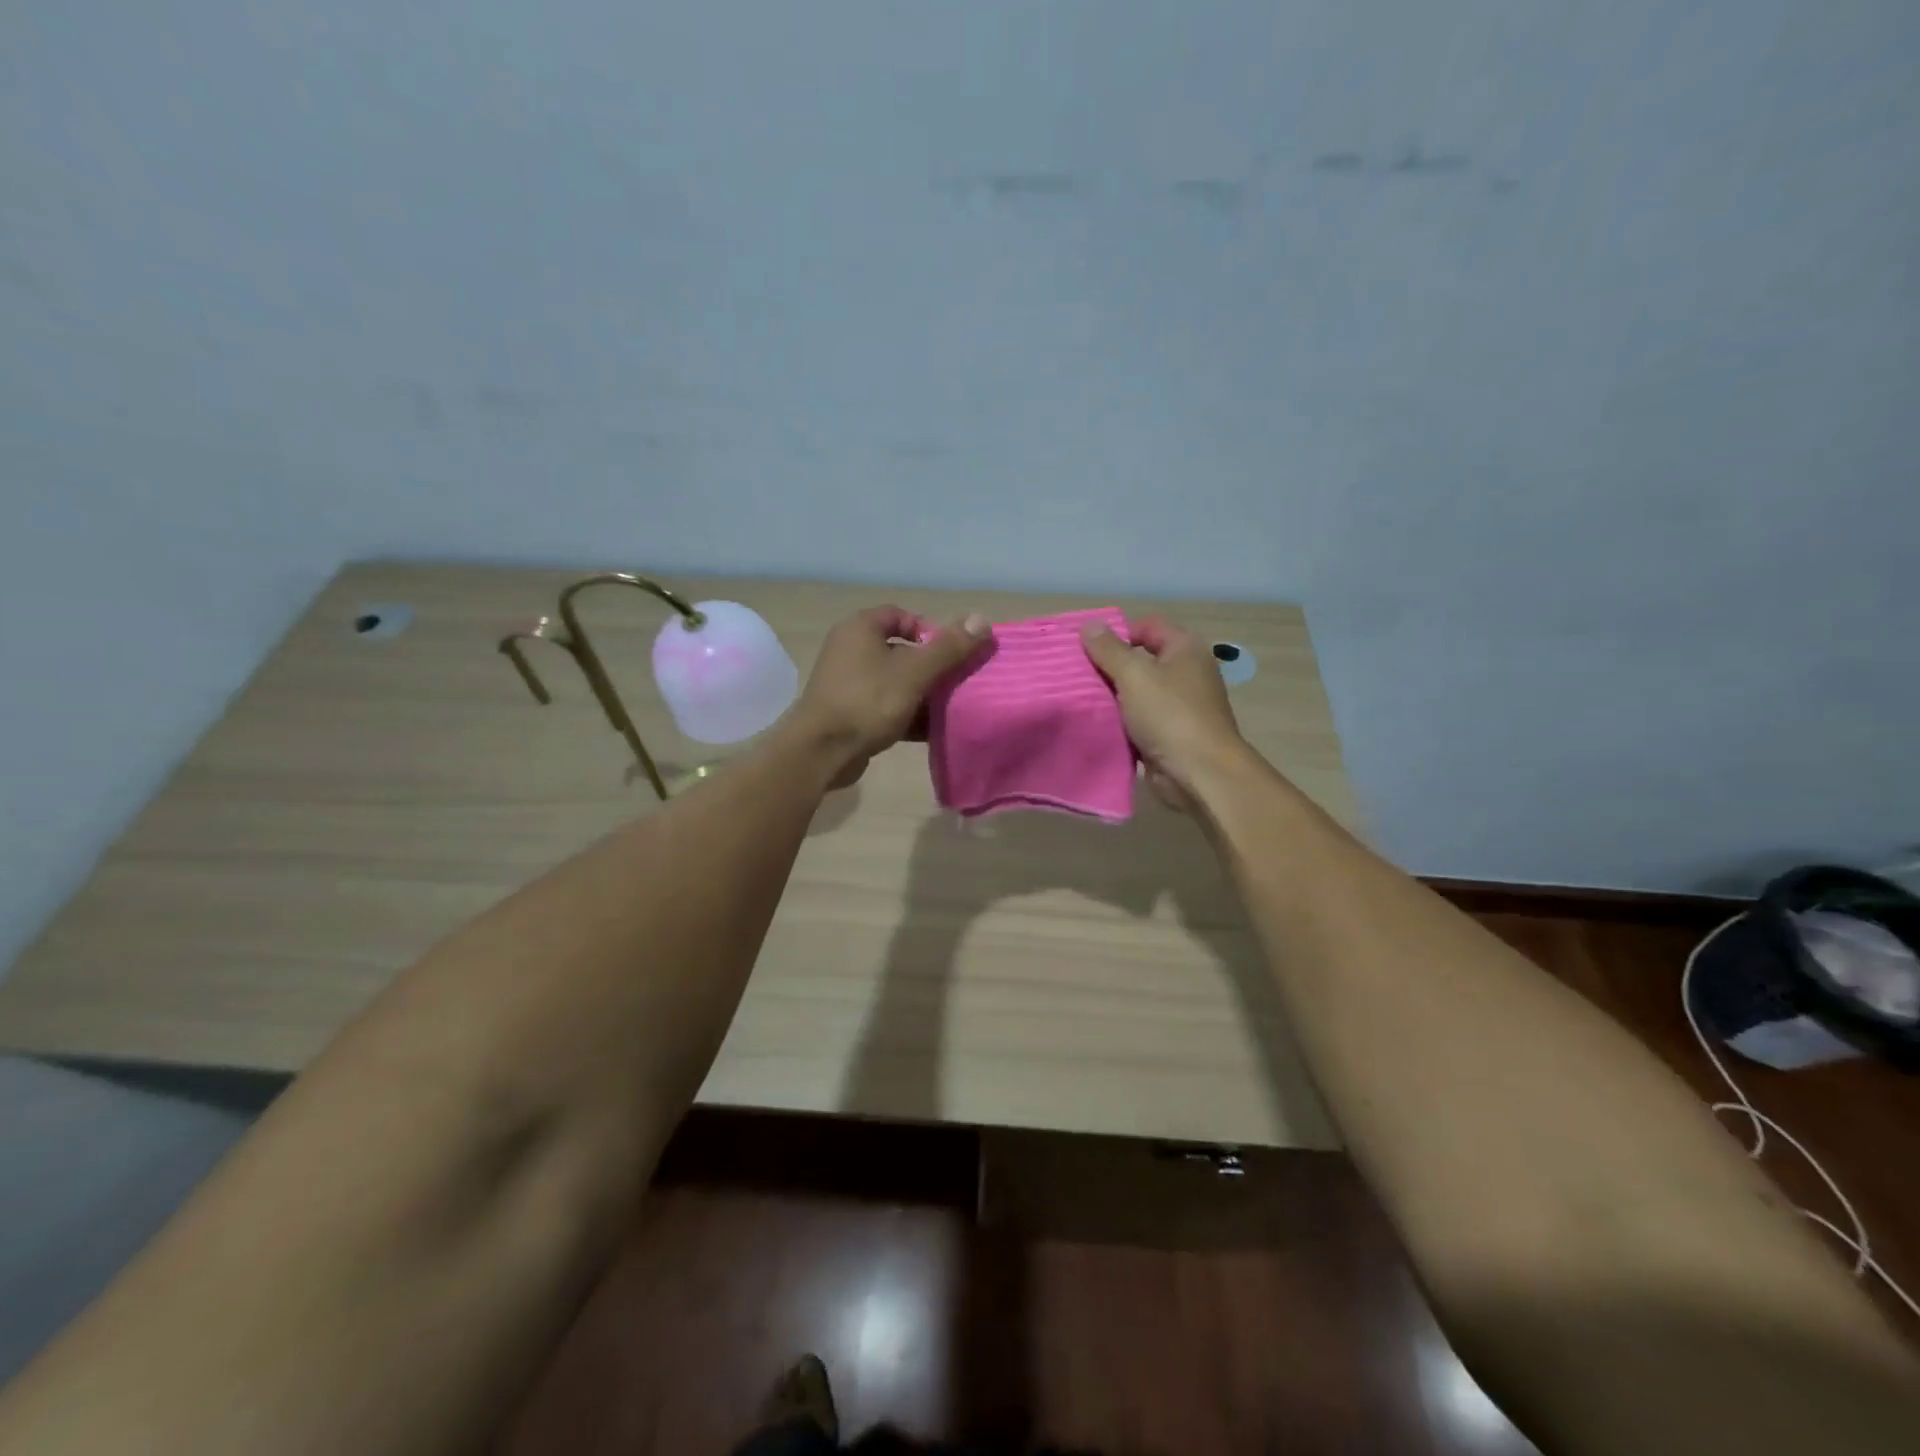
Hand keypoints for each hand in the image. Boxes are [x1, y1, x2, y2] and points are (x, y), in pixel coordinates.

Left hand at [788, 606, 988, 787]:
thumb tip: (982, 619)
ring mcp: (847, 682)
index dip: (929, 630)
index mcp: (860, 629)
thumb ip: (949, 648)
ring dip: (921, 693)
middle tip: (955, 681)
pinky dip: (906, 714)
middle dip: (930, 666)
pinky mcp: (849, 712)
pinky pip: (885, 705)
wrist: (821, 752)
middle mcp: (850, 649)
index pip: (901, 615)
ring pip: (895, 680)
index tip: (950, 653)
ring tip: (948, 707)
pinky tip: (930, 730)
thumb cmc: (867, 702)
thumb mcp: (914, 673)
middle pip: (900, 650)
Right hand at [1080, 615, 1247, 811]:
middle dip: (1109, 666)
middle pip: (1140, 660)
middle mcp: (1185, 673)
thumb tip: (1089, 626)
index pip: (1148, 626)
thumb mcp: (1134, 675)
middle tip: (1075, 674)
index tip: (1087, 648)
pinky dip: (1119, 722)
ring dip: (1111, 697)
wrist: (1199, 772)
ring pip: (1136, 692)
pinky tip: (1094, 724)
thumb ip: (1109, 650)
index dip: (1118, 632)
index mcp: (1185, 649)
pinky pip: (1137, 720)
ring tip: (1079, 698)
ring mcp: (1178, 705)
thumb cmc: (1170, 714)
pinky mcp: (1168, 734)